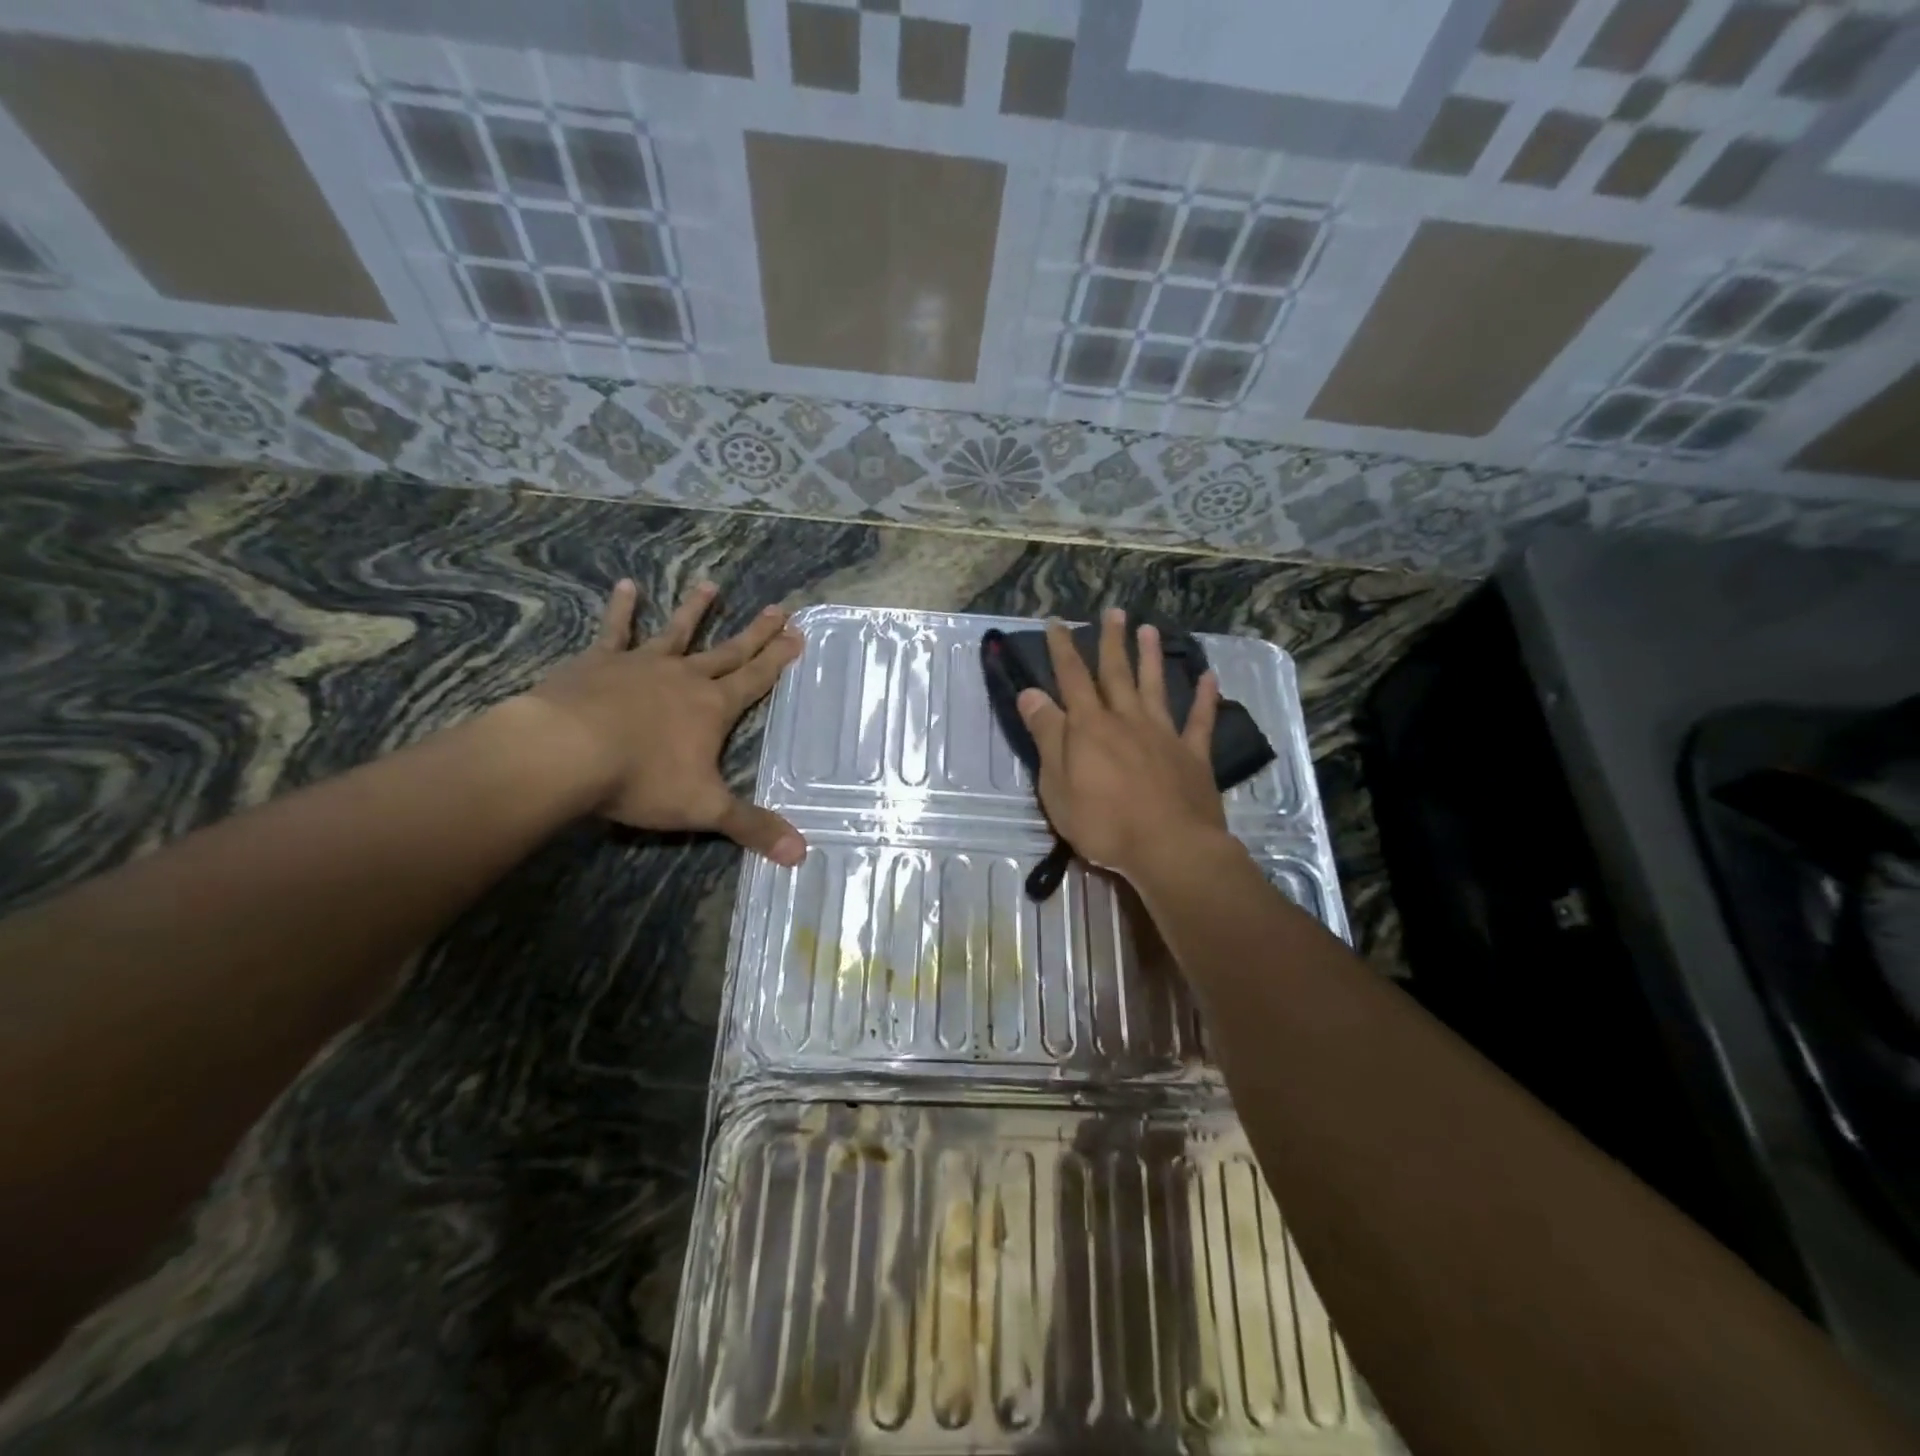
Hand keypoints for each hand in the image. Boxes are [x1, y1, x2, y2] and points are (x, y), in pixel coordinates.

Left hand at [520, 579, 806, 864]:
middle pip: (729, 651)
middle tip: (780, 608)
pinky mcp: (600, 662)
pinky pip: (615, 631)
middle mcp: (685, 678)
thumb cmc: (640, 779)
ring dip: (696, 610)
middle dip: (757, 633)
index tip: (799, 634)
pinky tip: (626, 586)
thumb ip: (753, 827)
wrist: (565, 752)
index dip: (779, 659)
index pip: (756, 679)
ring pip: (677, 633)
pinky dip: (622, 609)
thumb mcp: (704, 808)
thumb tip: (803, 855)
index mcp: (713, 707)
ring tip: (711, 585)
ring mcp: (642, 665)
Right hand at [1016, 608, 1228, 881]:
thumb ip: (1047, 735)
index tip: (1057, 623)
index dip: (1062, 650)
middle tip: (1113, 612)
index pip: (1071, 679)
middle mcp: (1127, 720)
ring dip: (1151, 657)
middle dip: (1110, 642)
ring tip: (1149, 629)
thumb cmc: (1103, 822)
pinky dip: (1205, 698)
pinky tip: (1209, 678)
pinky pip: (1200, 720)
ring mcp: (1163, 735)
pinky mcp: (1193, 755)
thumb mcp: (1057, 783)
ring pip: (1155, 687)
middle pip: (1116, 673)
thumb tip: (1031, 693)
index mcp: (1090, 727)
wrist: (1169, 847)